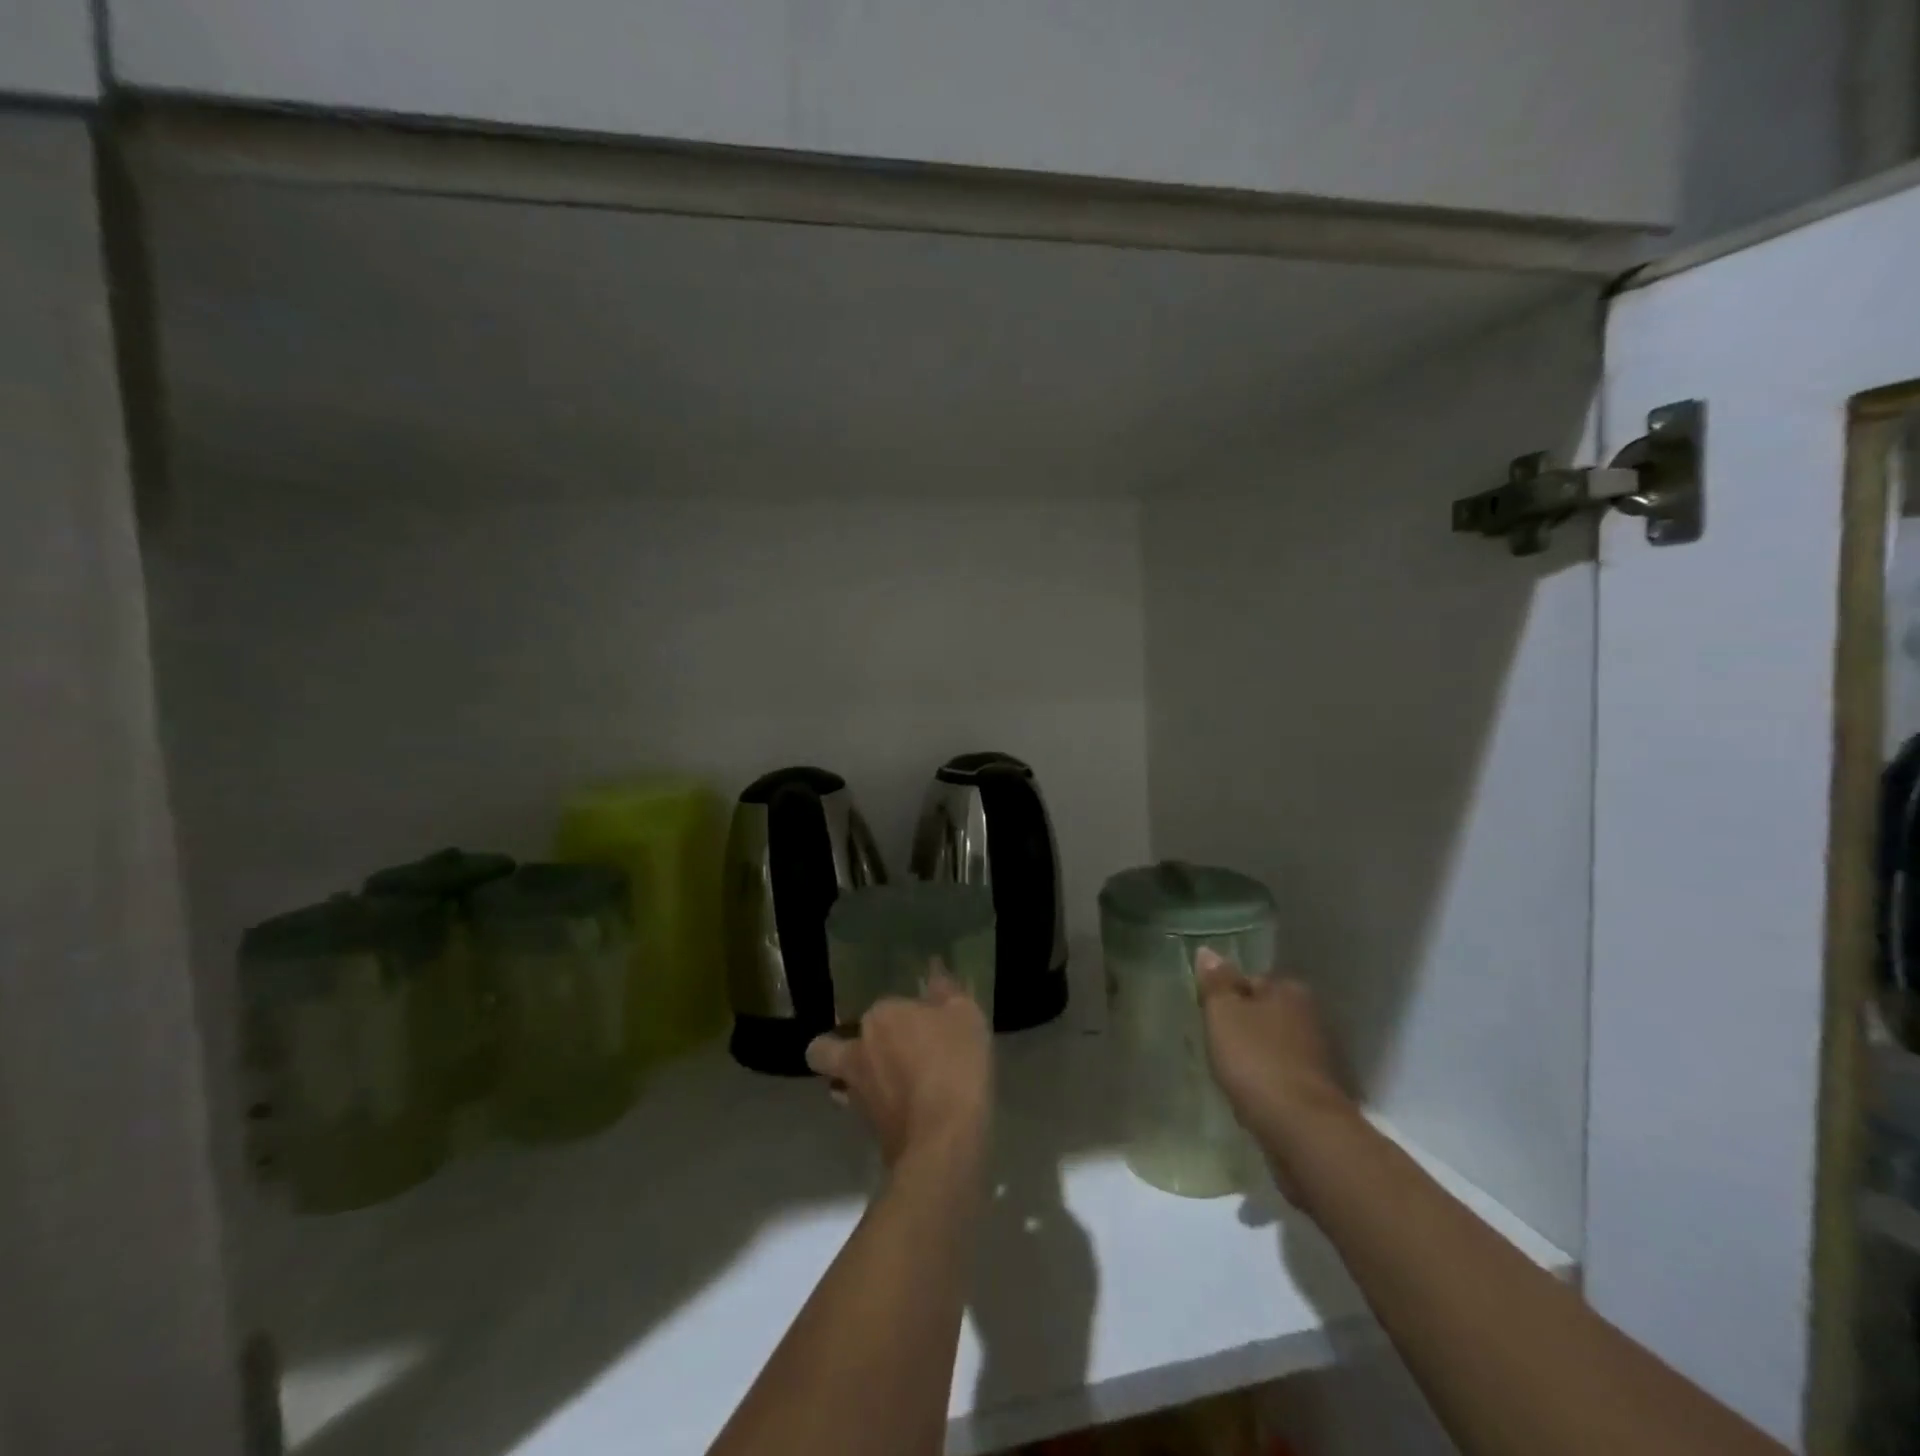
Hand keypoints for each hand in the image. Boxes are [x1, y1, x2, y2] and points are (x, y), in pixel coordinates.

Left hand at [805, 972, 991, 1167]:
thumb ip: (947, 991)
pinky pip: (862, 1111)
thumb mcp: (965, 1015)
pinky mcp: (866, 1131)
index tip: (924, 1023)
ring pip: (839, 1083)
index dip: (902, 1015)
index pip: (883, 1007)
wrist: (944, 1139)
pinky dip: (875, 1109)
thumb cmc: (954, 1064)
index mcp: (880, 1017)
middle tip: (873, 1053)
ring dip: (851, 1082)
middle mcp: (858, 1051)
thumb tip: (933, 970)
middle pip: (828, 1047)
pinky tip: (901, 1110)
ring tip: (882, 1085)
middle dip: (838, 1047)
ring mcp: (857, 1094)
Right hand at [1194, 949, 1356, 1195]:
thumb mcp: (1223, 1013)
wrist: (1302, 1131)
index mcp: (1289, 990)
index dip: (1227, 995)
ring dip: (1254, 1055)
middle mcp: (1310, 1017)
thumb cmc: (1257, 1061)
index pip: (1251, 980)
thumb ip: (1215, 983)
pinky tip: (1249, 1094)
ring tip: (1228, 1071)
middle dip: (1243, 1025)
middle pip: (1264, 1013)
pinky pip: (1281, 1076)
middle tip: (1215, 1042)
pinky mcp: (1316, 1092)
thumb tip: (1208, 951)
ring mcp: (1317, 1057)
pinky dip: (1266, 1081)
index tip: (1208, 1014)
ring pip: (1273, 1046)